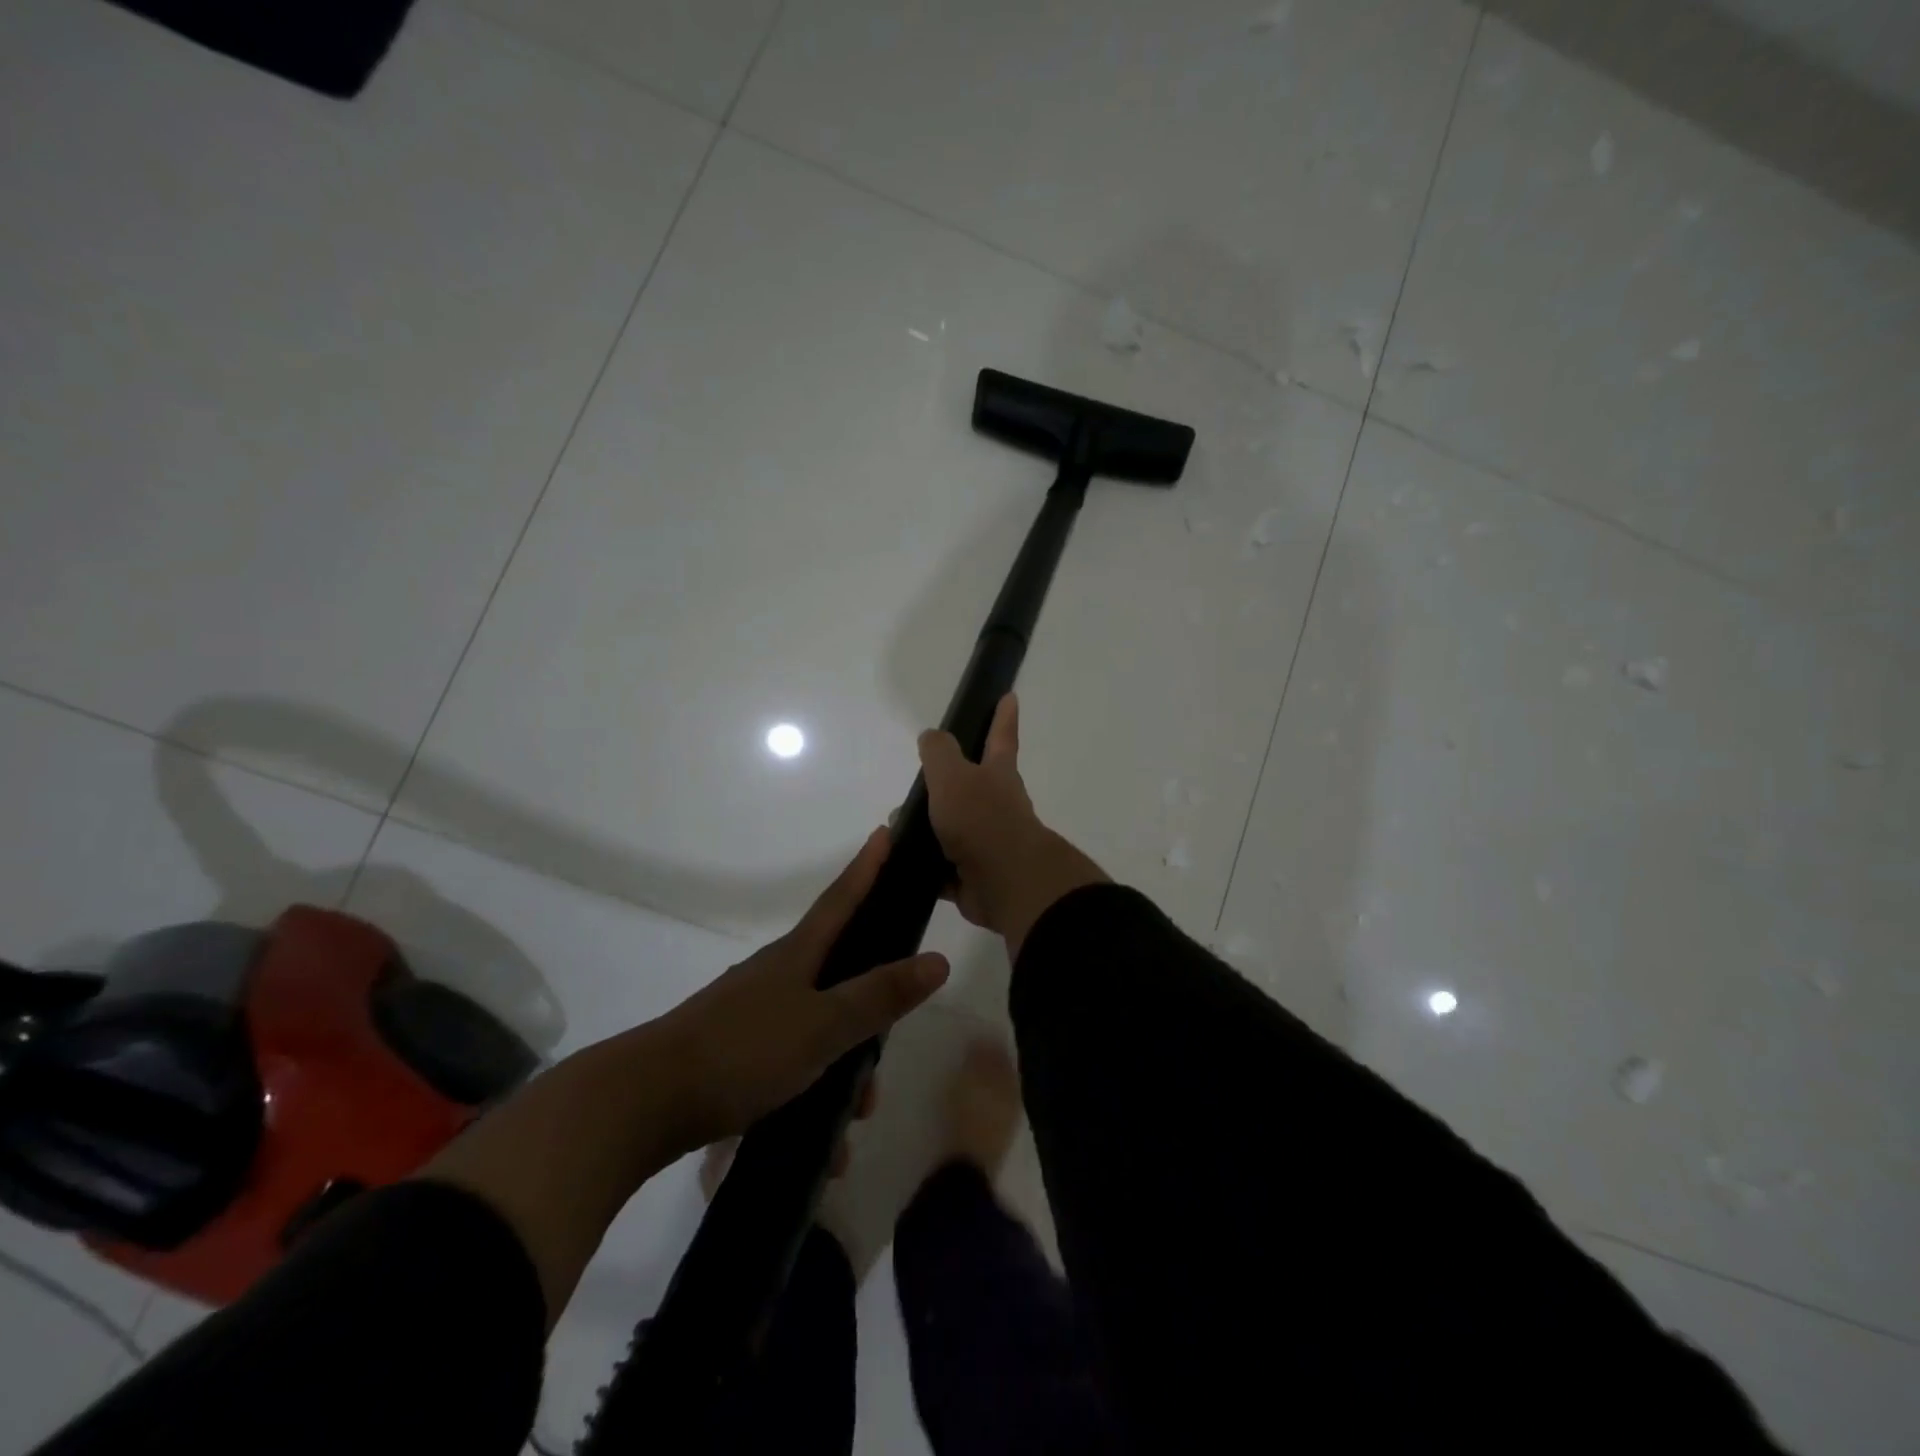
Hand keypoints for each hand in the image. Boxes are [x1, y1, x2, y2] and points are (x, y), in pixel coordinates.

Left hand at [653, 827, 949, 1153]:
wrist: (643, 1103)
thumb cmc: (742, 1051)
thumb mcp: (822, 1026)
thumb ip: (879, 996)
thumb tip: (938, 959)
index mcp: (797, 955)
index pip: (842, 898)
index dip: (866, 867)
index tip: (884, 831)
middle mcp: (777, 975)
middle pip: (840, 976)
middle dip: (870, 1013)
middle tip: (883, 1055)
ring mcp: (754, 1014)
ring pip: (819, 1031)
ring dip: (842, 1074)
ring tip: (848, 1129)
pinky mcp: (736, 1053)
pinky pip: (792, 1066)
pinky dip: (811, 1098)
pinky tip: (820, 1148)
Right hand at [918, 694, 1106, 956]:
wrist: (1005, 883)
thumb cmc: (981, 819)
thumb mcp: (953, 775)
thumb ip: (939, 752)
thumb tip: (931, 736)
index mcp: (997, 775)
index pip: (1000, 737)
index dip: (1003, 717)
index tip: (1009, 696)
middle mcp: (997, 806)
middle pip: (970, 788)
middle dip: (945, 785)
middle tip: (917, 785)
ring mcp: (987, 843)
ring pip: (952, 830)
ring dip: (927, 829)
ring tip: (895, 830)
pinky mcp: (974, 877)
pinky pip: (944, 870)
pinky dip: (926, 867)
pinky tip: (901, 864)